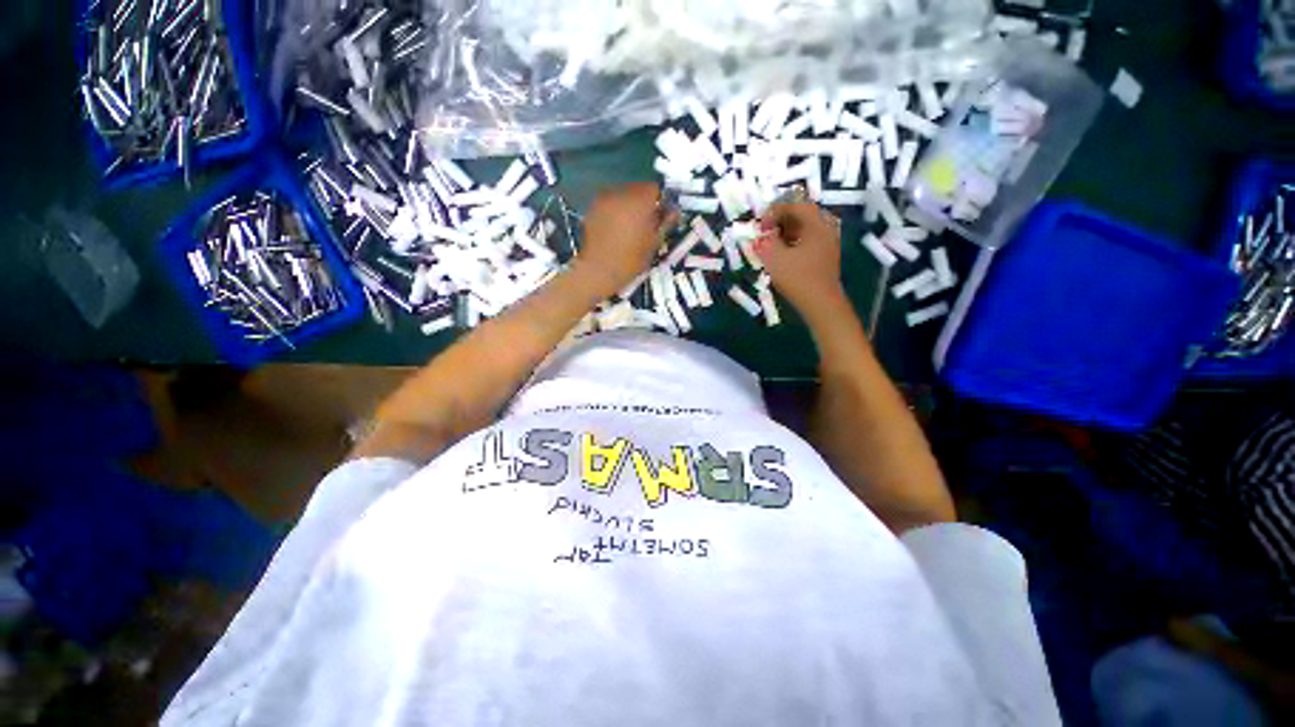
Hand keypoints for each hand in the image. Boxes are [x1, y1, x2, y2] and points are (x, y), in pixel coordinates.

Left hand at [575, 182, 669, 295]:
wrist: (599, 270)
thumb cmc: (631, 260)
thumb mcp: (654, 243)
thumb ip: (665, 222)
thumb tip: (674, 211)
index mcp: (640, 201)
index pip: (655, 188)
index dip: (661, 200)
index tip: (662, 214)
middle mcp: (621, 193)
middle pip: (638, 188)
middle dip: (644, 201)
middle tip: (647, 220)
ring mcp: (604, 198)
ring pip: (623, 193)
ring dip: (629, 204)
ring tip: (630, 224)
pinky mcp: (593, 207)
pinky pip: (610, 201)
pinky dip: (616, 209)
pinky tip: (616, 227)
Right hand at [754, 202, 846, 318]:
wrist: (820, 303)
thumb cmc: (797, 278)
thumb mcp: (775, 257)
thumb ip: (765, 241)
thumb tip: (760, 233)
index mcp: (816, 223)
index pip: (794, 204)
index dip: (774, 211)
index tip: (760, 225)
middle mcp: (826, 227)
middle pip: (802, 214)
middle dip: (780, 220)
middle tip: (764, 232)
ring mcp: (828, 242)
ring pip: (805, 228)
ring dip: (786, 232)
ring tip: (771, 243)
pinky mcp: (826, 256)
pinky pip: (808, 240)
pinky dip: (793, 242)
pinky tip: (782, 255)